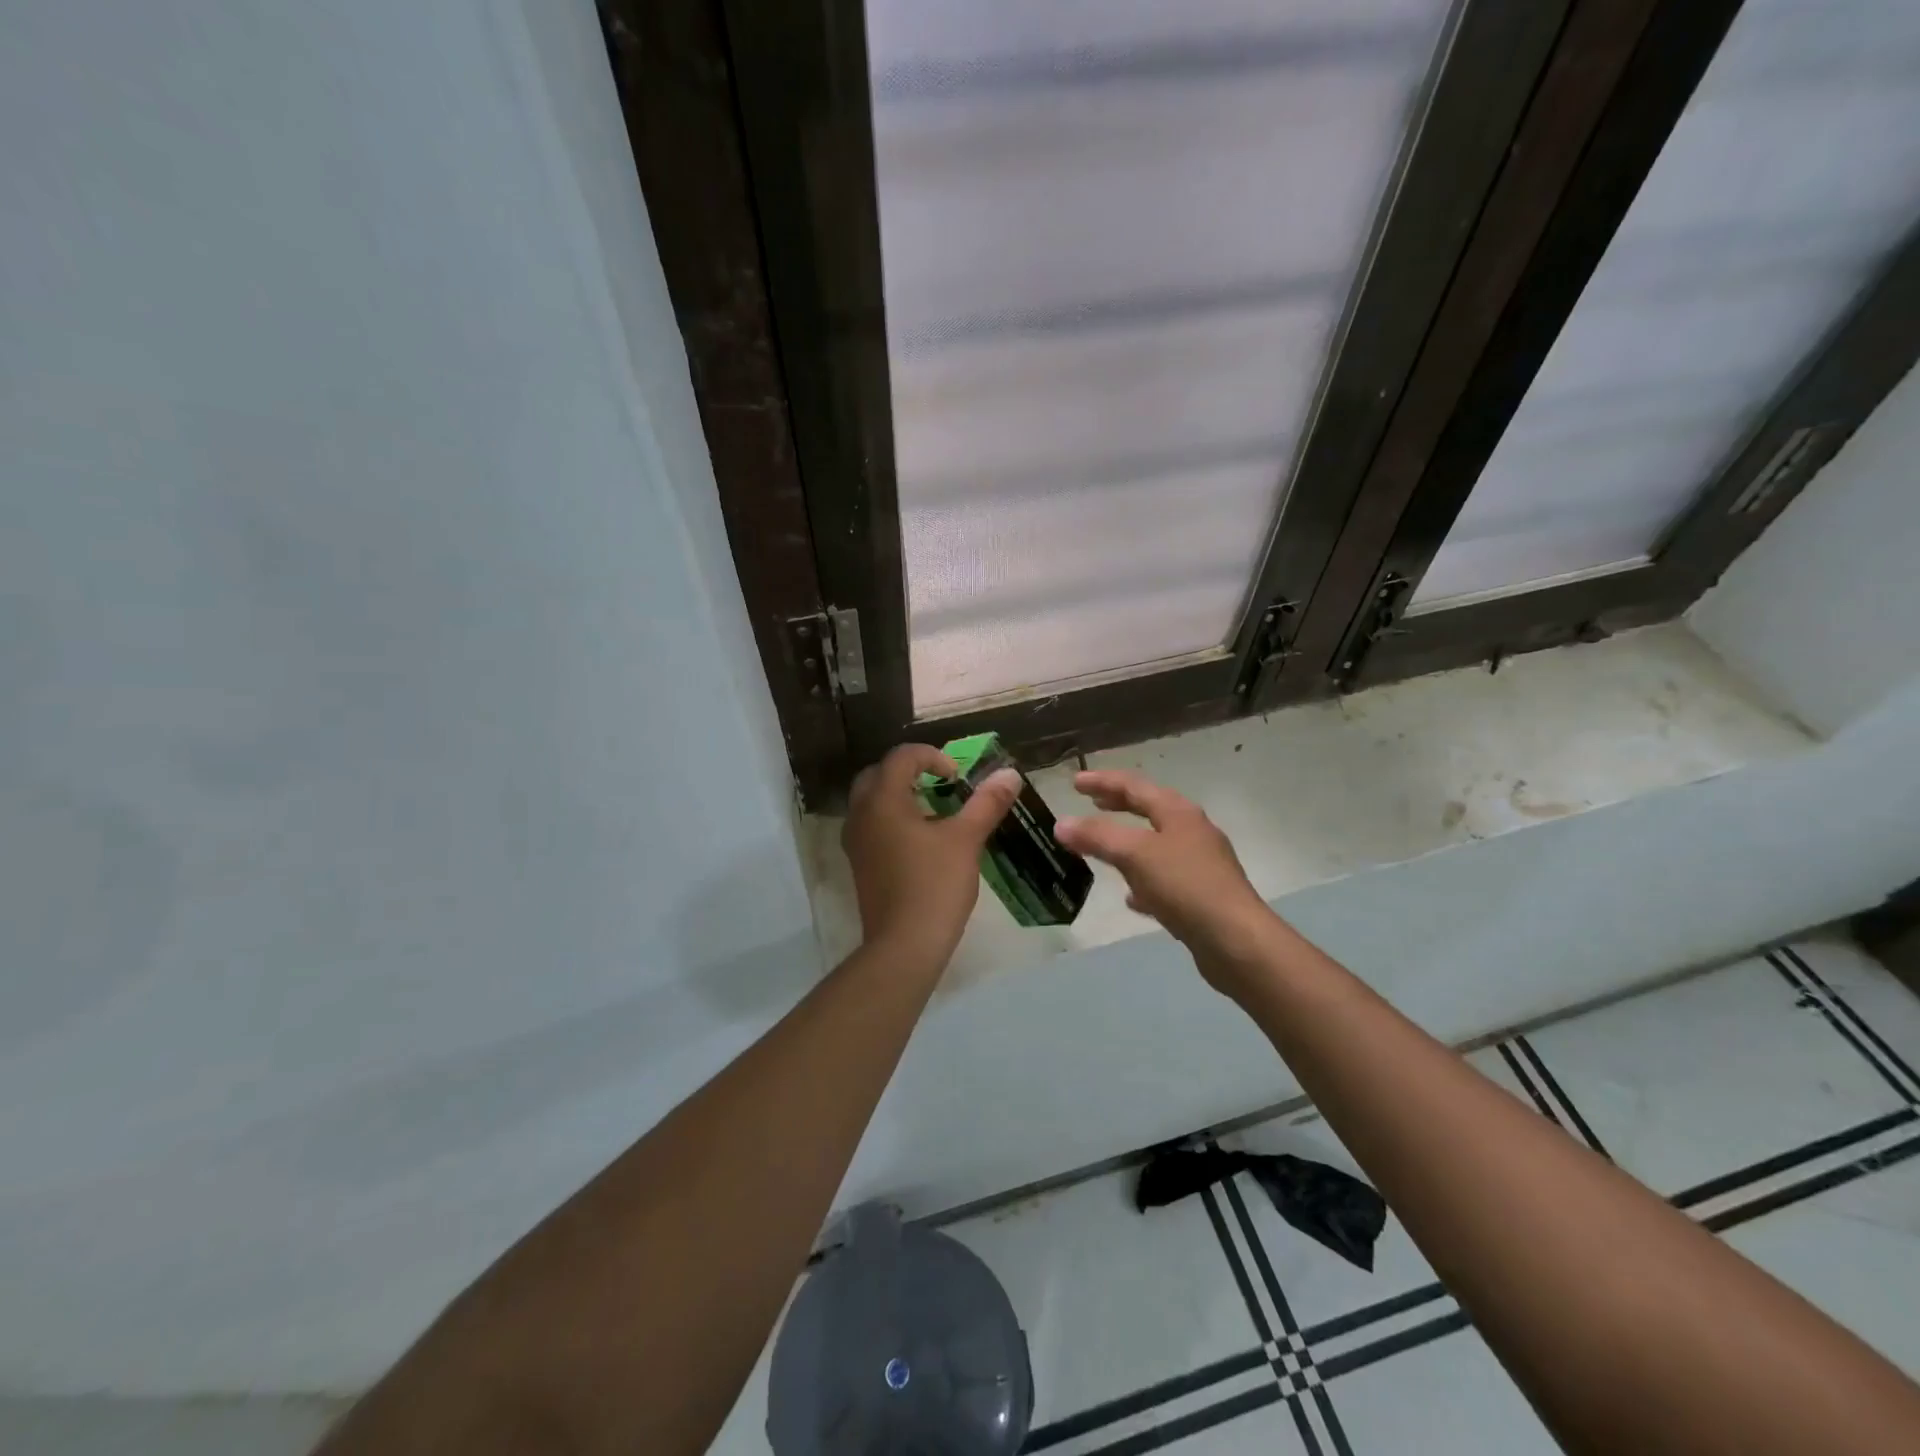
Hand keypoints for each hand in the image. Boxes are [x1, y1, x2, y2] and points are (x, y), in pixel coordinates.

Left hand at [842, 744, 1021, 966]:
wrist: (904, 946)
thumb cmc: (934, 885)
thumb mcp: (966, 839)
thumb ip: (986, 802)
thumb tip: (1010, 774)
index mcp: (883, 800)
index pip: (901, 757)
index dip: (931, 756)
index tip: (956, 777)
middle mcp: (861, 814)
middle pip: (879, 774)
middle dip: (909, 772)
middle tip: (940, 785)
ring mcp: (855, 841)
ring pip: (871, 801)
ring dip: (899, 795)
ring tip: (934, 811)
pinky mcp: (859, 864)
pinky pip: (871, 825)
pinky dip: (892, 819)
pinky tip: (920, 840)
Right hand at [1055, 769, 1277, 994]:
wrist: (1236, 940)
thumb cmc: (1185, 886)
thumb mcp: (1135, 855)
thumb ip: (1097, 836)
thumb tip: (1061, 823)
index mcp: (1178, 812)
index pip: (1134, 786)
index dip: (1103, 781)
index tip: (1075, 782)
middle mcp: (1192, 832)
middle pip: (1149, 810)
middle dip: (1118, 806)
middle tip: (1091, 803)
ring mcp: (1199, 864)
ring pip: (1156, 845)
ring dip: (1129, 842)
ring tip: (1104, 848)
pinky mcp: (1201, 896)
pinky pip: (1164, 880)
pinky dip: (1143, 880)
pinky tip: (1132, 898)